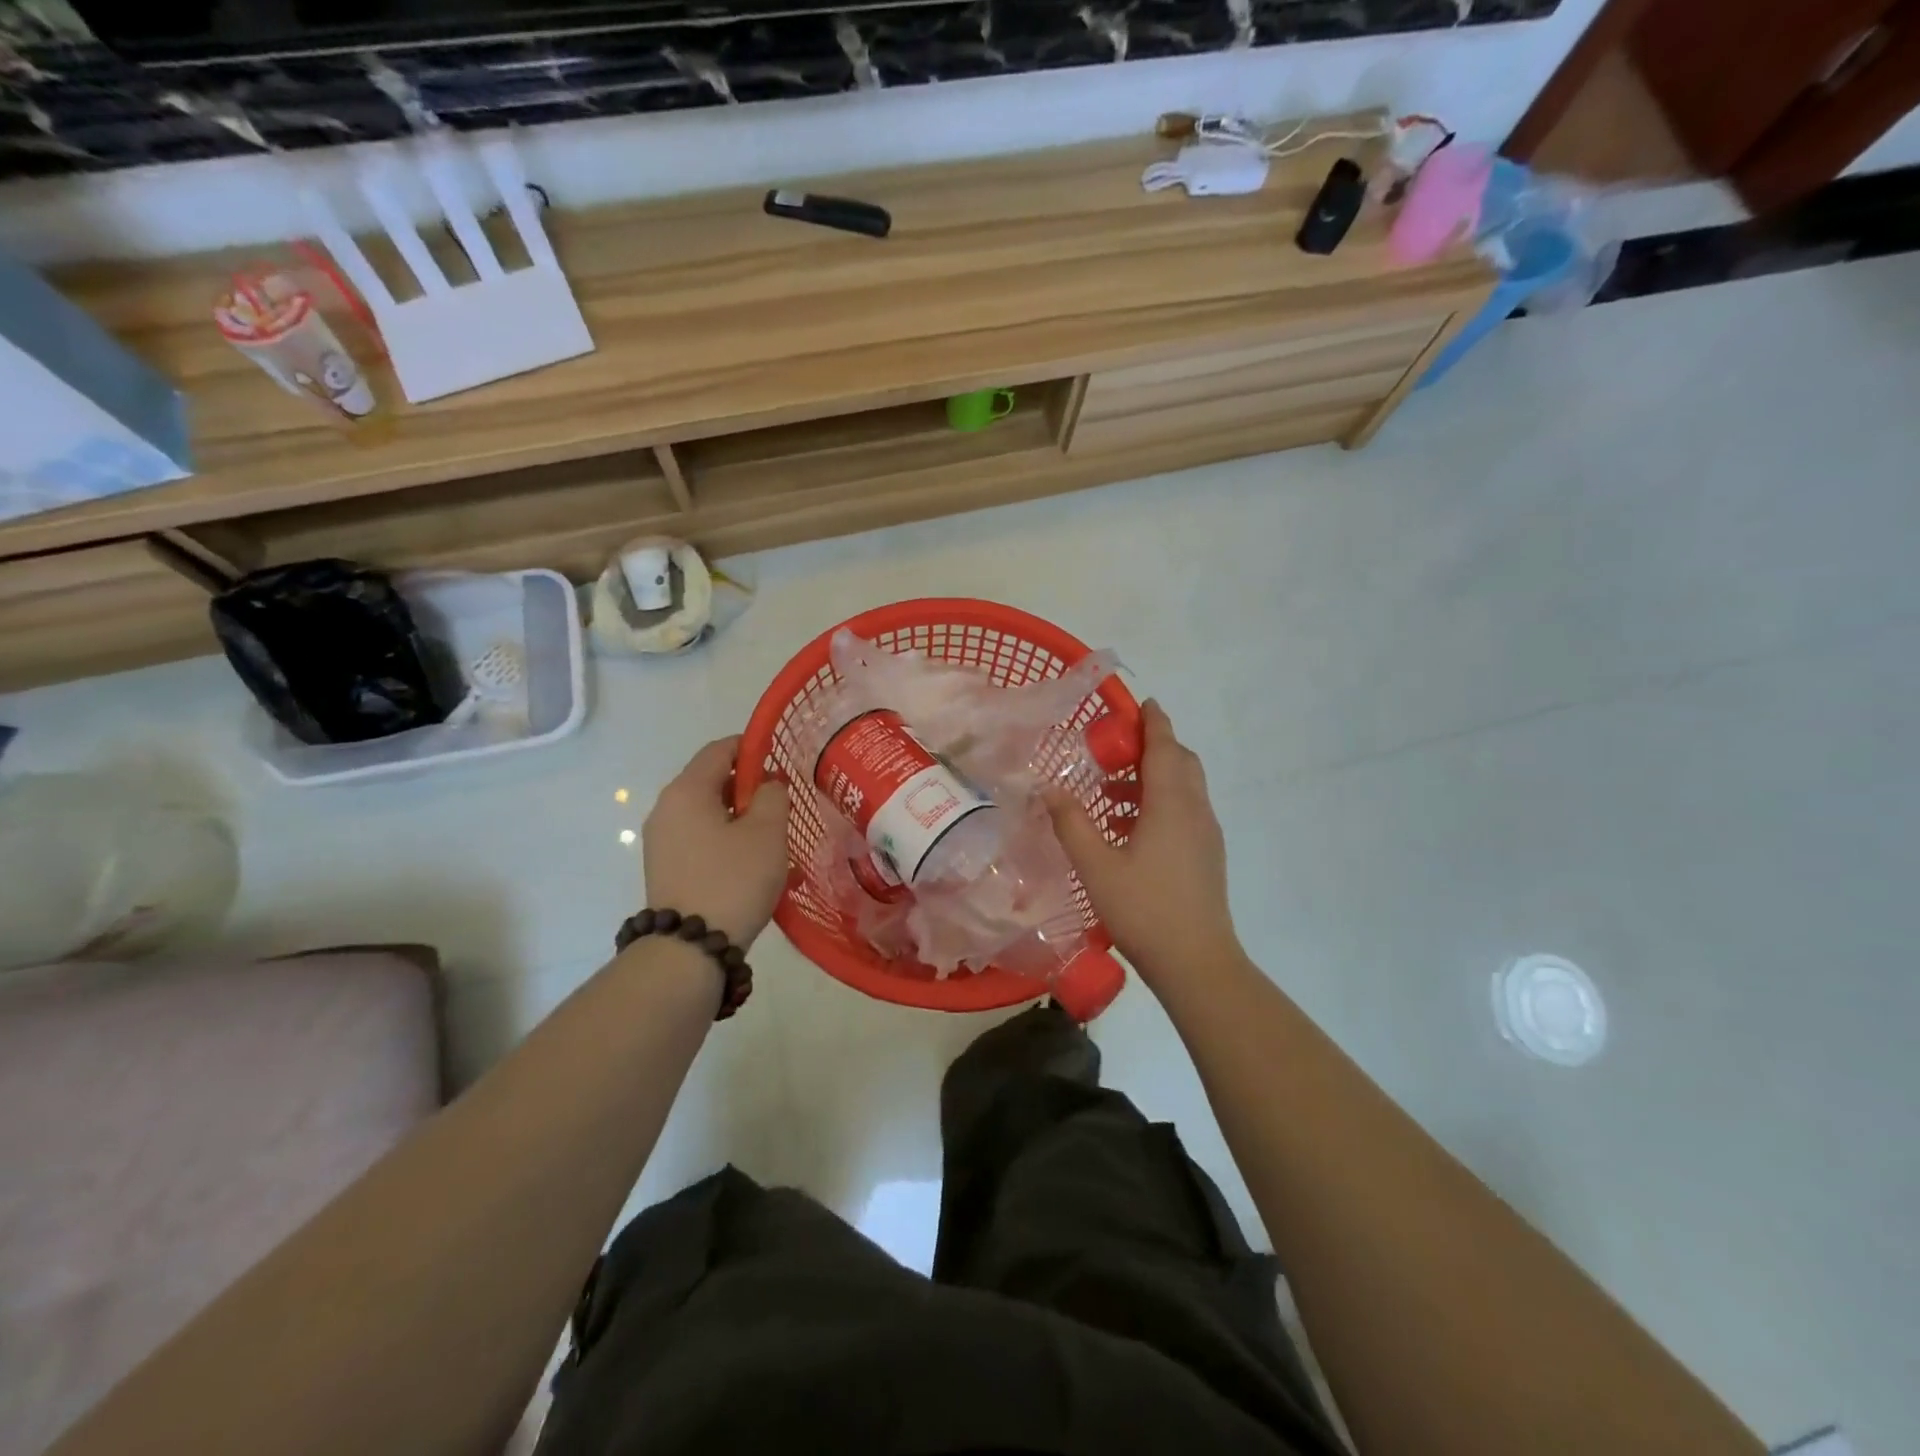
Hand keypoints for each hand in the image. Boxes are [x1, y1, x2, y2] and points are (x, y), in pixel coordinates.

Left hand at [642, 737, 791, 947]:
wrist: (690, 948)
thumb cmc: (733, 880)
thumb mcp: (767, 832)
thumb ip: (772, 795)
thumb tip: (767, 784)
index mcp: (687, 790)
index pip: (719, 749)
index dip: (752, 747)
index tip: (781, 760)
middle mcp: (666, 808)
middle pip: (710, 779)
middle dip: (747, 785)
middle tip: (781, 804)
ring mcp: (661, 840)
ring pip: (706, 811)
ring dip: (738, 814)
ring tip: (770, 836)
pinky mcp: (665, 866)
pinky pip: (698, 836)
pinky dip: (724, 837)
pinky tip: (749, 860)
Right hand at [1046, 700, 1241, 986]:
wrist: (1196, 961)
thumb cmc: (1144, 908)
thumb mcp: (1095, 865)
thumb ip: (1071, 823)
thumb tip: (1049, 788)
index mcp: (1171, 804)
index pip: (1164, 748)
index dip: (1153, 723)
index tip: (1142, 704)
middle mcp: (1195, 811)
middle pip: (1181, 763)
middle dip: (1154, 747)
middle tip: (1117, 749)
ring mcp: (1205, 835)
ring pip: (1184, 789)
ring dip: (1153, 778)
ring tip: (1110, 792)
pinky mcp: (1207, 856)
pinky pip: (1185, 812)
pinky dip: (1160, 803)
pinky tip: (1128, 830)